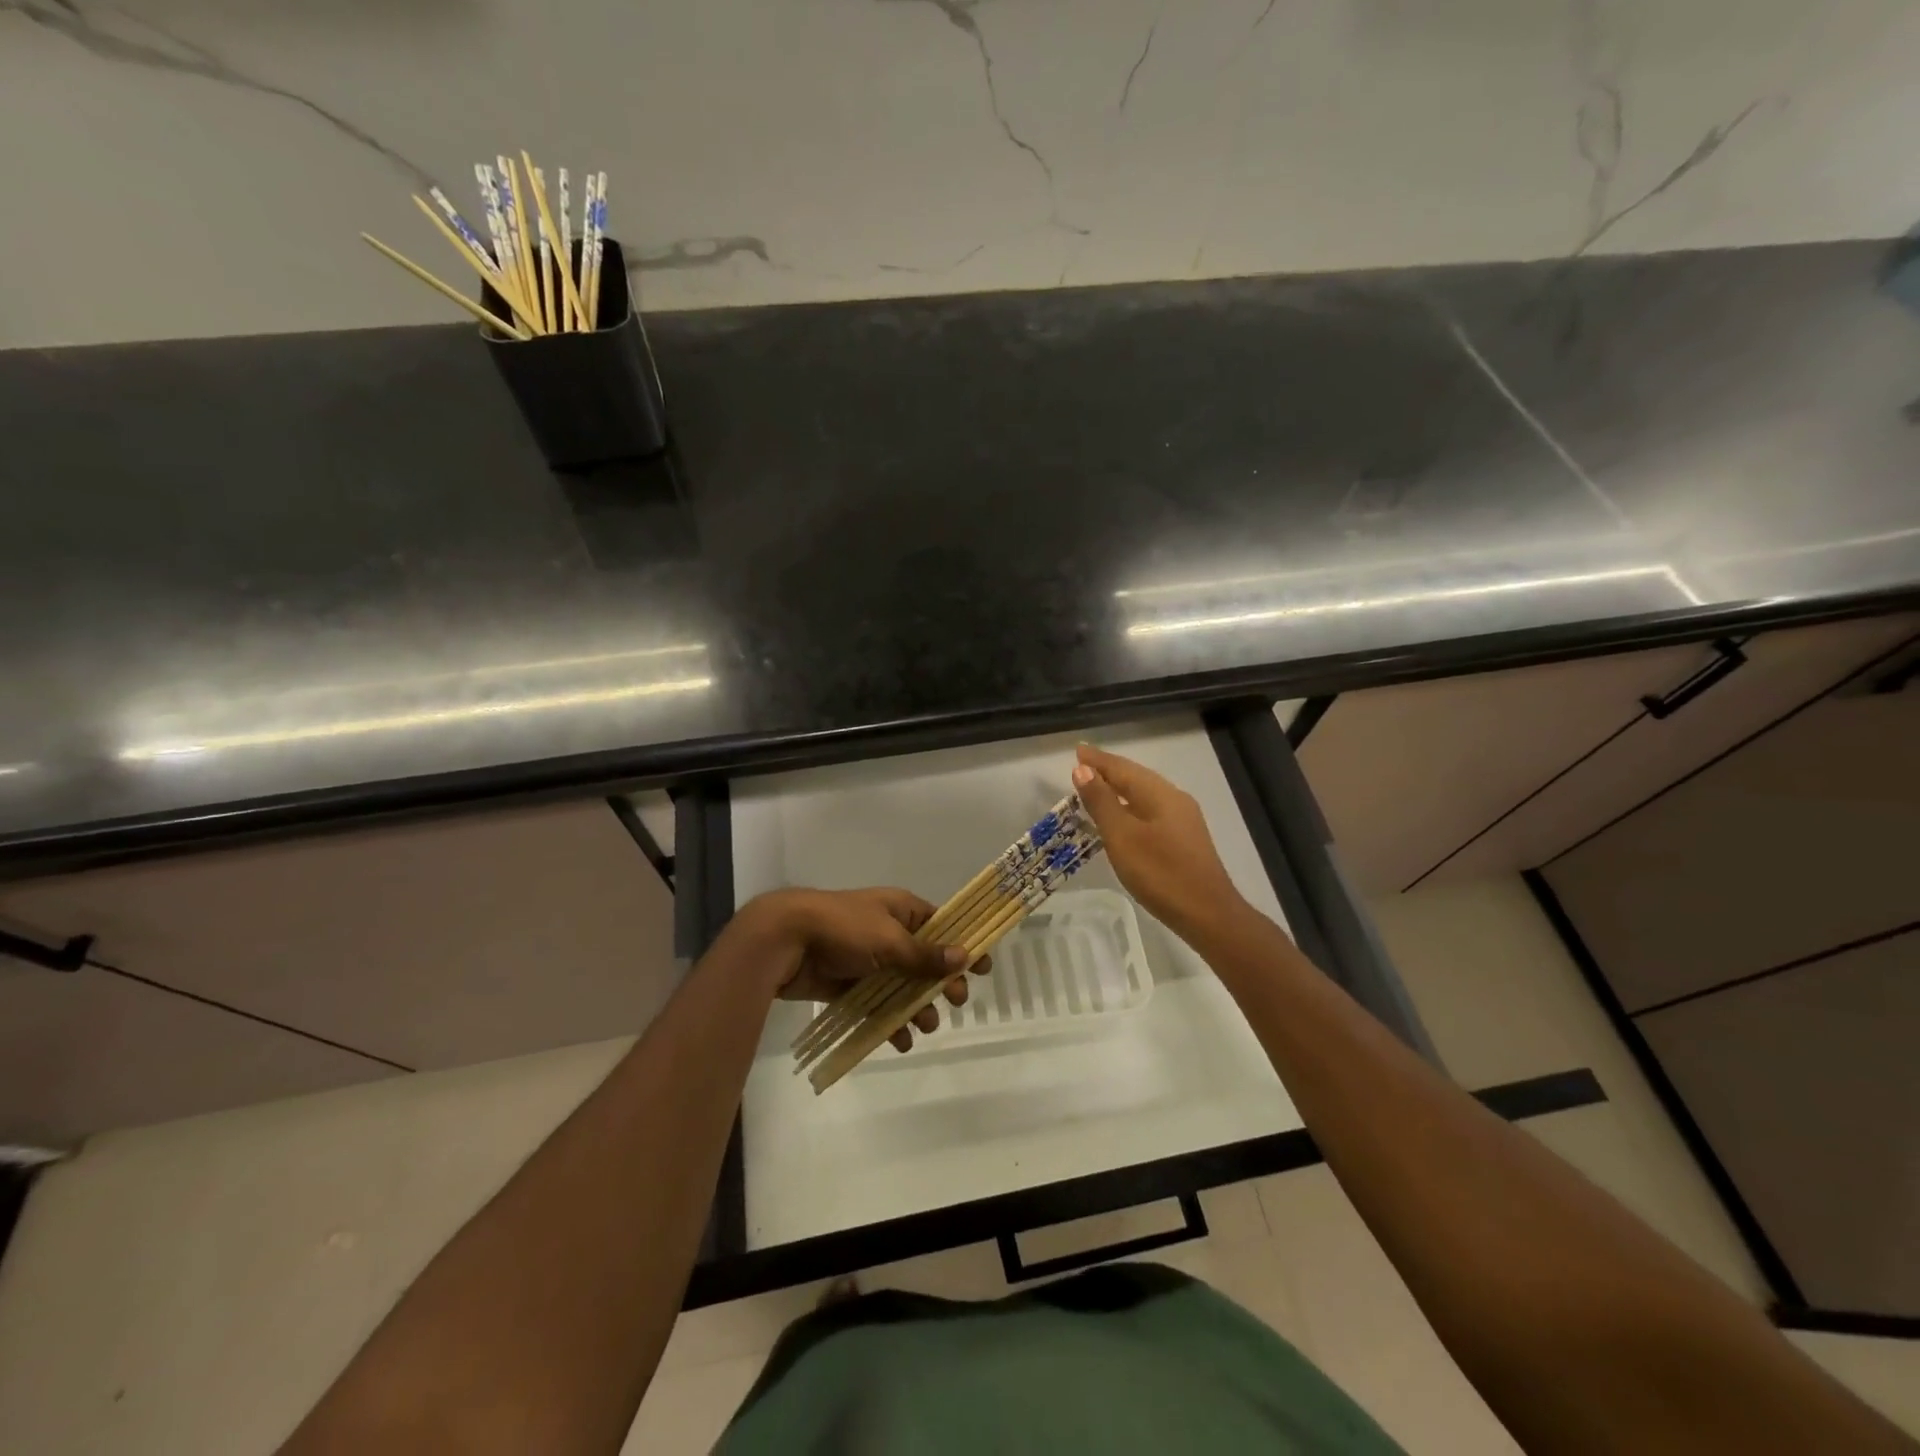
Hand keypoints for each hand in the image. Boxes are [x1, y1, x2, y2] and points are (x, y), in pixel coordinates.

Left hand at [750, 888, 991, 1052]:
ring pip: (902, 987)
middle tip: (956, 1001)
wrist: (787, 941)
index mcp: (901, 910)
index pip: (941, 925)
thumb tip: (964, 956)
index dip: (962, 945)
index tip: (983, 968)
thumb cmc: (844, 928)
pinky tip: (899, 1041)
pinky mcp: (849, 984)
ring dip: (916, 1008)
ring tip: (924, 1027)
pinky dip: (889, 1023)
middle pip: (925, 960)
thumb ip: (925, 954)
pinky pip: (877, 1005)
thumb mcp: (890, 939)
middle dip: (940, 983)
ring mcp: (868, 960)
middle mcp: (888, 933)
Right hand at [1071, 745, 1246, 941]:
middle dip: (1108, 771)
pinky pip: (1150, 812)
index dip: (1098, 760)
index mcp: (1160, 794)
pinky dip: (1129, 808)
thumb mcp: (1122, 836)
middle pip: (1136, 778)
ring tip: (1094, 789)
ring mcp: (1182, 820)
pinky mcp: (1183, 840)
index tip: (1077, 750)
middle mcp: (1174, 800)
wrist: (1207, 915)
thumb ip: (1102, 802)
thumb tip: (1083, 770)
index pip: (1123, 768)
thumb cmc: (1160, 873)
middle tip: (1081, 767)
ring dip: (1118, 790)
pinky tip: (1120, 819)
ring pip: (1144, 796)